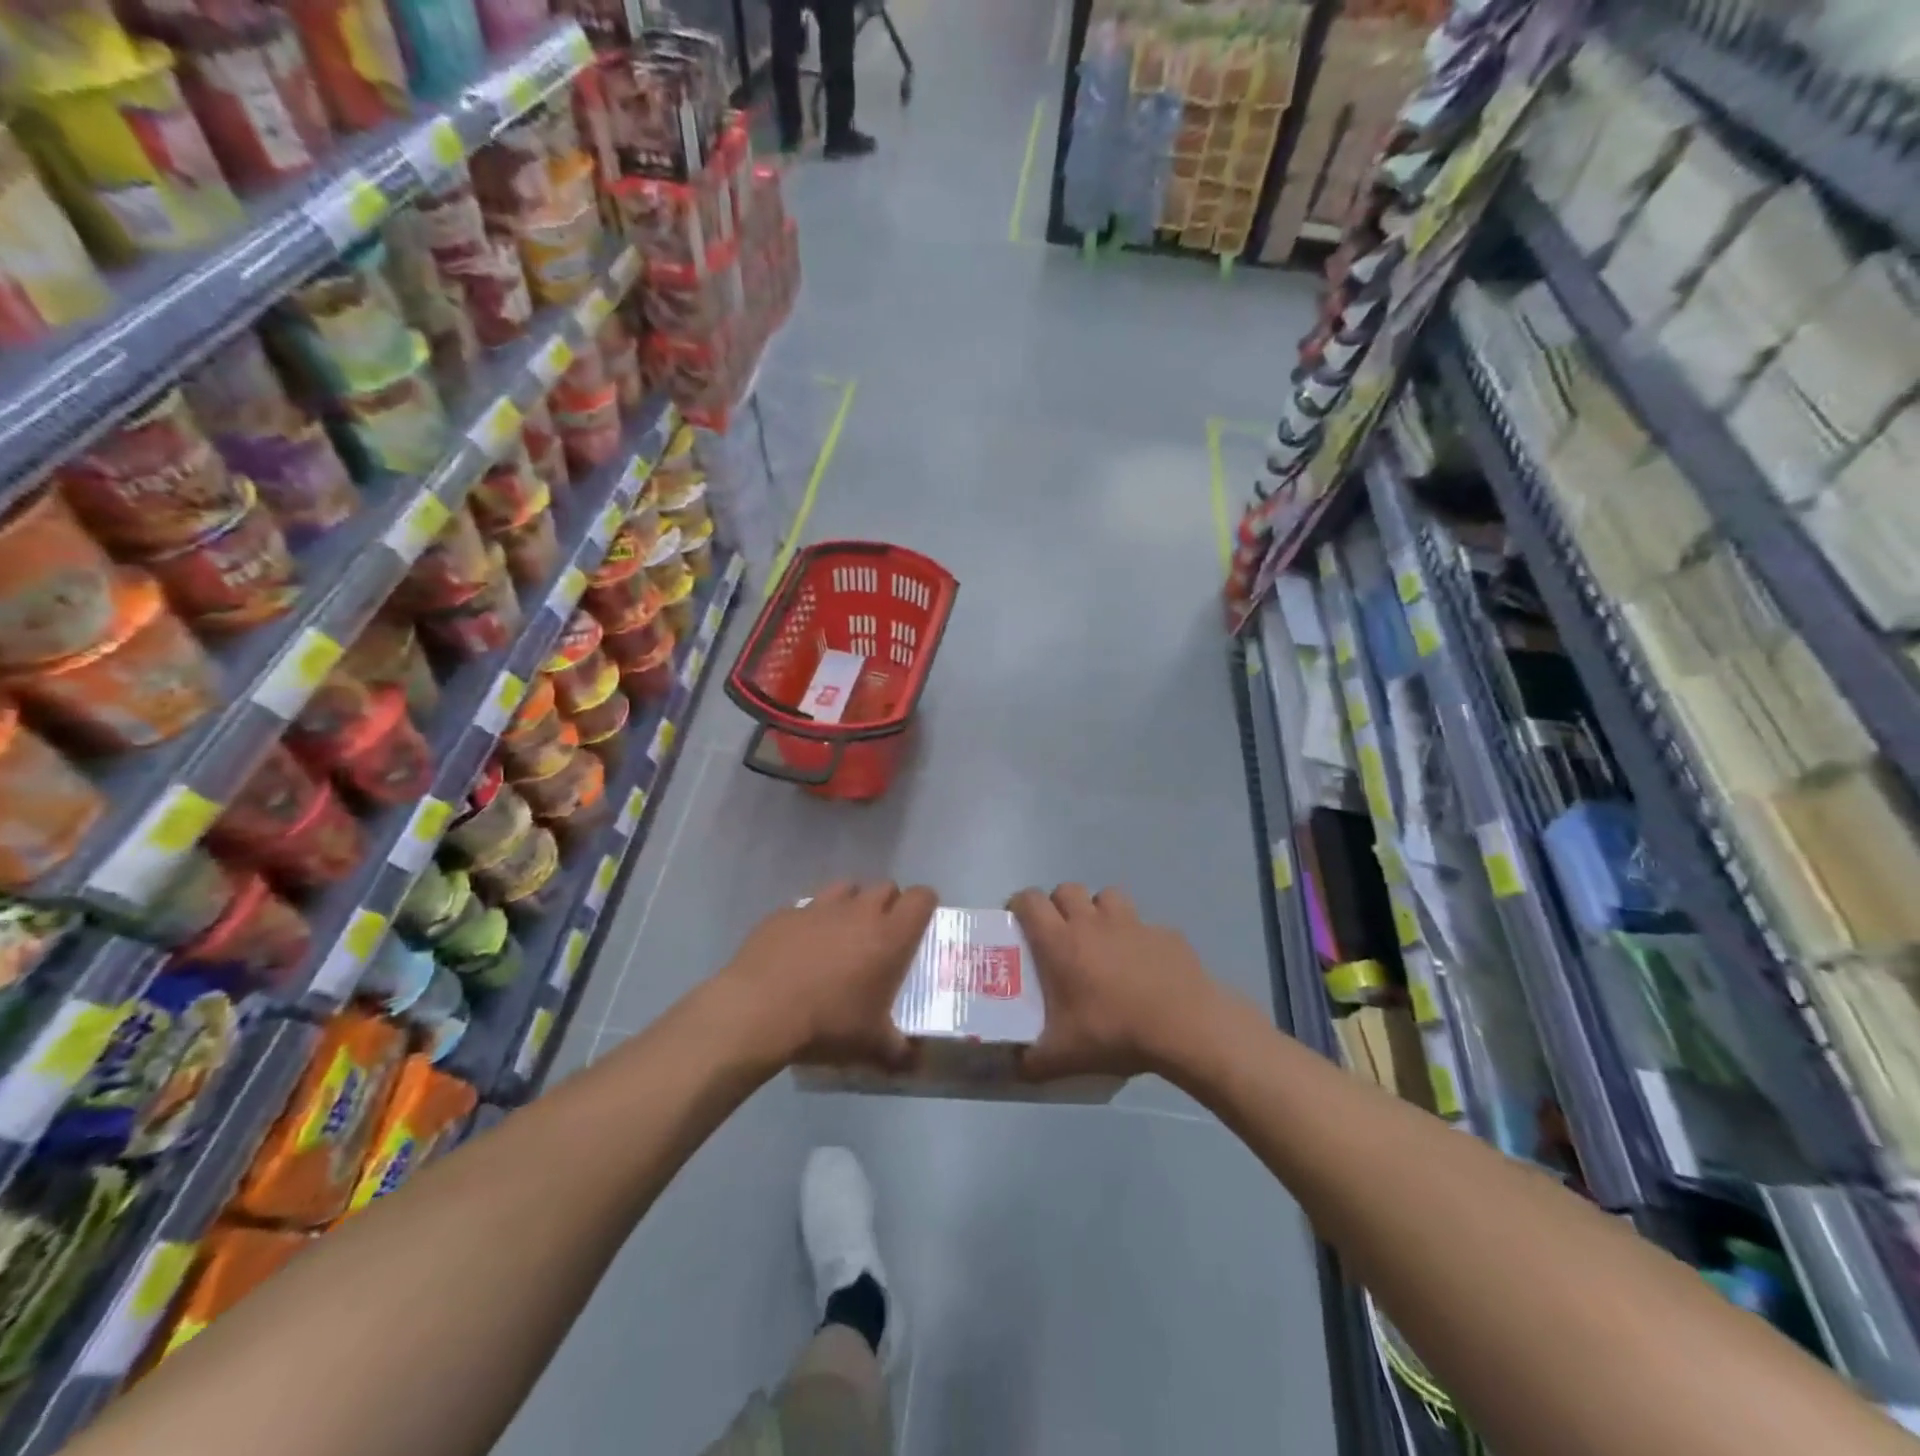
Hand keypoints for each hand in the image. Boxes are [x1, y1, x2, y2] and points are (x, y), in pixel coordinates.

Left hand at [717, 881, 936, 1069]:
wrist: (758, 1011)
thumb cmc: (828, 1023)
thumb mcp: (871, 1046)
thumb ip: (899, 1051)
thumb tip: (915, 1063)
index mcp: (890, 936)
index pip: (921, 897)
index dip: (924, 905)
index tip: (919, 925)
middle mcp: (859, 911)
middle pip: (885, 887)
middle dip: (888, 905)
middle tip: (881, 937)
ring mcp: (819, 907)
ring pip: (846, 888)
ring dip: (850, 905)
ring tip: (841, 935)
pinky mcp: (785, 913)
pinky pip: (806, 907)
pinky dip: (810, 921)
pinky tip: (800, 948)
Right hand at [1010, 885, 1219, 1080]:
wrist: (1185, 1026)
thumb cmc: (1114, 1032)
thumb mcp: (1064, 1057)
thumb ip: (1032, 1061)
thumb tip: (1013, 1067)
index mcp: (1060, 942)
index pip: (1029, 900)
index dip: (1020, 905)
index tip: (1019, 924)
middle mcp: (1092, 922)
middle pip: (1066, 890)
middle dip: (1059, 906)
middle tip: (1061, 936)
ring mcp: (1132, 922)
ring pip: (1107, 897)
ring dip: (1099, 911)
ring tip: (1102, 942)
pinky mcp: (1165, 932)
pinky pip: (1144, 924)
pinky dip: (1138, 937)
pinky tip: (1144, 966)